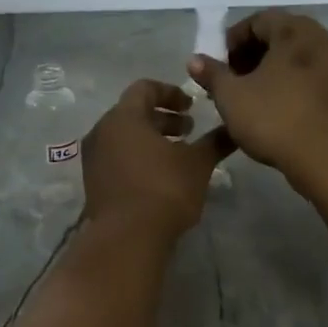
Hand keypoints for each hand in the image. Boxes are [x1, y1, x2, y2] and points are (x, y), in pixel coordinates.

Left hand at [80, 80, 231, 238]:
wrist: (126, 238)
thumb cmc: (164, 189)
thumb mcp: (197, 163)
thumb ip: (214, 142)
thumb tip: (234, 129)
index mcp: (124, 117)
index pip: (145, 88)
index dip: (171, 93)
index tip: (192, 107)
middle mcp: (102, 131)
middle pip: (133, 113)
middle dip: (163, 119)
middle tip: (189, 130)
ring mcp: (94, 158)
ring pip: (124, 137)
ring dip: (151, 140)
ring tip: (178, 155)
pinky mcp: (93, 183)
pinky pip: (117, 158)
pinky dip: (138, 158)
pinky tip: (160, 176)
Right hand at [187, 10, 327, 178]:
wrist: (326, 158)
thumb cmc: (274, 118)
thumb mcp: (231, 96)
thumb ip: (212, 74)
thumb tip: (194, 59)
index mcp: (295, 31)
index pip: (258, 20)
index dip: (232, 40)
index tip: (217, 65)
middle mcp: (320, 39)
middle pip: (278, 36)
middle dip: (250, 55)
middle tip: (230, 80)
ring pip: (294, 58)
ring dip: (268, 70)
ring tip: (247, 95)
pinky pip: (309, 75)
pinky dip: (287, 83)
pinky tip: (271, 107)